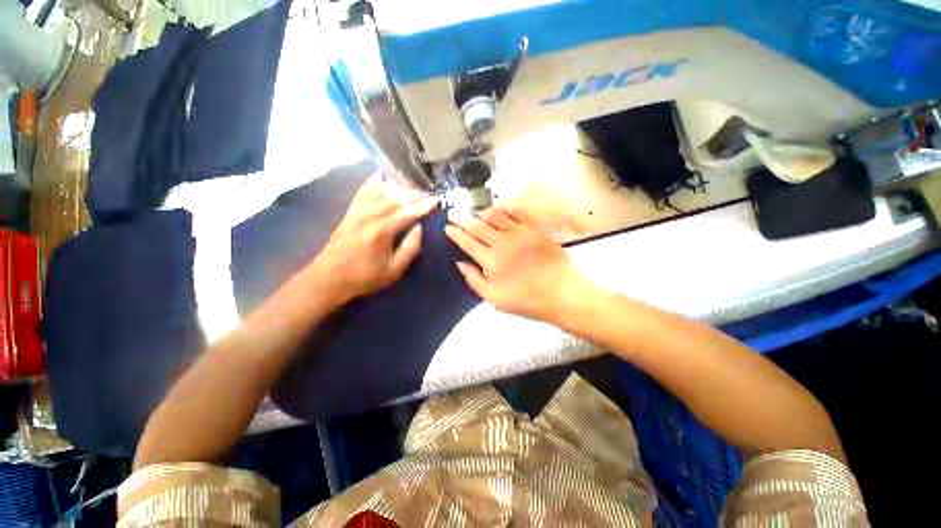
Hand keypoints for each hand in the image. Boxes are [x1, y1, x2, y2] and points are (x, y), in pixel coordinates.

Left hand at [309, 175, 437, 304]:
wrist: (329, 277)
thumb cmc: (365, 277)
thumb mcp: (394, 270)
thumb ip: (410, 248)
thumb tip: (419, 227)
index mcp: (382, 231)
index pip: (408, 213)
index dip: (424, 206)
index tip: (437, 199)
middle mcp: (369, 216)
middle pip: (396, 199)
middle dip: (414, 195)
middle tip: (428, 193)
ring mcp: (357, 212)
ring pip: (381, 193)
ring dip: (399, 189)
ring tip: (413, 188)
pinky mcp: (350, 212)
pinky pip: (363, 192)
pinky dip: (373, 183)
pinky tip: (381, 176)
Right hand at [445, 206, 588, 322]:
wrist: (562, 293)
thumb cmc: (527, 300)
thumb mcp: (494, 299)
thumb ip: (474, 280)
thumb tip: (460, 263)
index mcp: (491, 261)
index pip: (468, 242)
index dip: (456, 234)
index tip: (447, 227)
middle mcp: (502, 242)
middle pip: (477, 225)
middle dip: (462, 218)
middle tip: (452, 213)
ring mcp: (520, 233)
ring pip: (495, 215)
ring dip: (481, 212)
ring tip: (474, 212)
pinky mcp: (535, 229)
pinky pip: (517, 212)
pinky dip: (505, 209)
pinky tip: (499, 209)